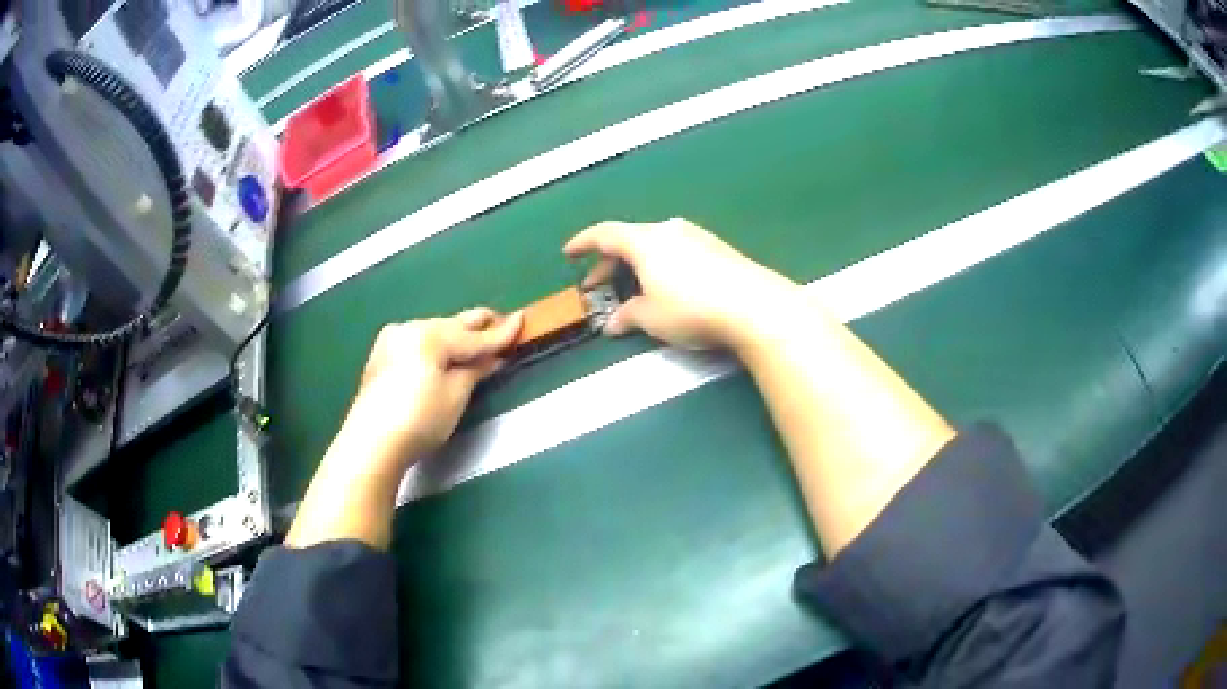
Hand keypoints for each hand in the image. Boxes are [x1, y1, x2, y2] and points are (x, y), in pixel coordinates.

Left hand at [341, 307, 522, 470]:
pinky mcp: (382, 355)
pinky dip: (435, 347)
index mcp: (430, 335)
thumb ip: (475, 370)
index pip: (473, 336)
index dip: (500, 333)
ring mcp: (392, 340)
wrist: (371, 443)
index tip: (522, 319)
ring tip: (476, 342)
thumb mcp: (455, 396)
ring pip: (433, 331)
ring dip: (455, 336)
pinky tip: (445, 354)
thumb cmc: (419, 420)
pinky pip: (417, 342)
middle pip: (451, 325)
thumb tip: (493, 358)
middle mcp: (410, 328)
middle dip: (477, 326)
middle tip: (502, 322)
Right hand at [564, 219, 800, 349]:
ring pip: (655, 245)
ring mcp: (696, 237)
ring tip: (631, 289)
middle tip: (596, 285)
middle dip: (609, 263)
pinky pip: (677, 251)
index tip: (568, 253)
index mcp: (645, 241)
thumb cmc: (692, 309)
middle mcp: (668, 230)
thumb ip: (628, 316)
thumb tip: (613, 323)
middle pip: (629, 239)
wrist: (754, 305)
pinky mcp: (717, 249)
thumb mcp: (652, 318)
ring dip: (636, 265)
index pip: (605, 233)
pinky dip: (661, 266)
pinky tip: (666, 288)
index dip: (583, 243)